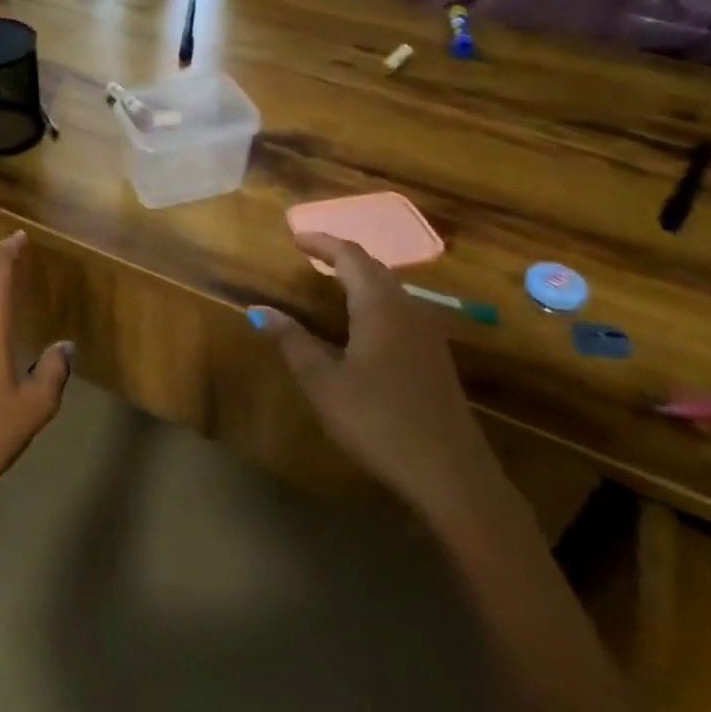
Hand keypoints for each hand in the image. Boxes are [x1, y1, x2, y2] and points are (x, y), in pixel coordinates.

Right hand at [251, 232, 498, 520]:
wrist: (451, 473)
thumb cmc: (378, 421)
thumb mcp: (323, 383)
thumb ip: (292, 342)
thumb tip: (259, 310)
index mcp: (379, 306)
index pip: (350, 256)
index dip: (322, 242)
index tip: (295, 237)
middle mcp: (408, 309)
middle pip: (374, 267)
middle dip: (341, 256)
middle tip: (310, 255)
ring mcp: (427, 333)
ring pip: (390, 288)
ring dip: (360, 278)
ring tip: (331, 283)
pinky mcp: (435, 356)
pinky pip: (401, 309)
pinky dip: (374, 300)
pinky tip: (363, 324)